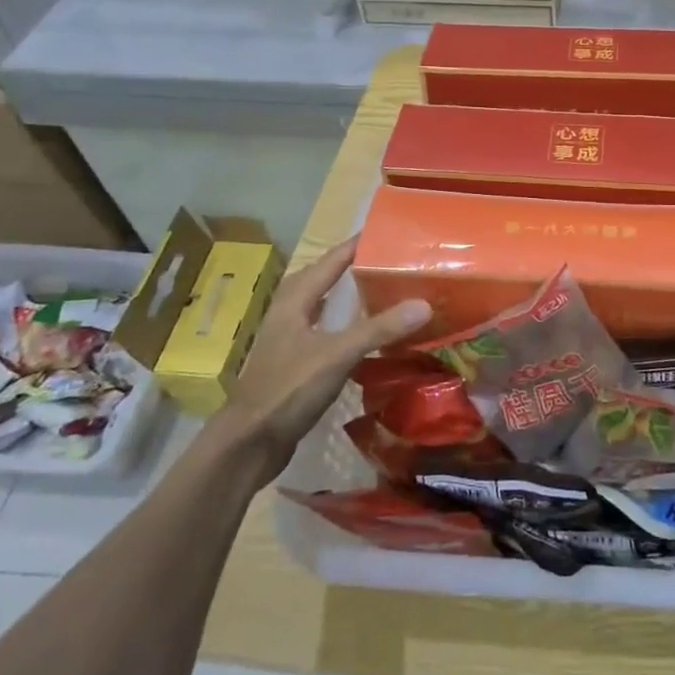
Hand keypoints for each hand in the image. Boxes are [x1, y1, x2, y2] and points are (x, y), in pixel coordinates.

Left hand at [217, 236, 430, 469]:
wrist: (249, 443)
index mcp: (296, 297)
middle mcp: (290, 310)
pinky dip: (347, 322)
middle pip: (326, 276)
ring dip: (350, 294)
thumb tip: (425, 304)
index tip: (393, 231)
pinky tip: (365, 332)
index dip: (361, 243)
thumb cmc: (288, 389)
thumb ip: (379, 329)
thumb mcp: (337, 355)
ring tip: (384, 289)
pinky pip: (326, 328)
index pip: (333, 258)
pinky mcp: (294, 360)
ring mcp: (289, 336)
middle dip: (357, 265)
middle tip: (394, 260)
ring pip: (324, 303)